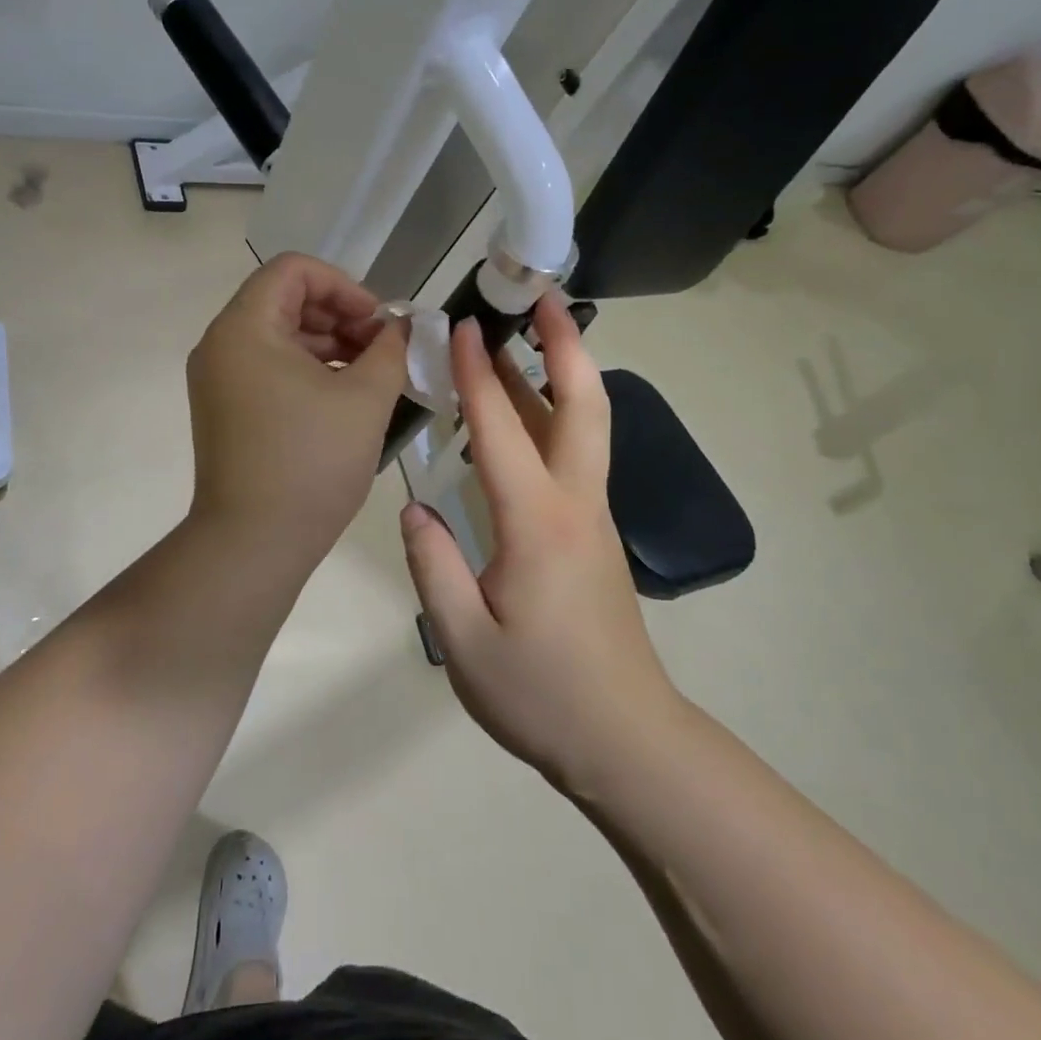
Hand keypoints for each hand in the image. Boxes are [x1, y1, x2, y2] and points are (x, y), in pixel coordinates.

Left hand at [187, 252, 408, 562]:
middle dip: (341, 316)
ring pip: (279, 336)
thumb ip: (391, 349)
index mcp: (245, 328)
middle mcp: (221, 344)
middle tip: (383, 349)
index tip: (379, 323)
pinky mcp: (225, 409)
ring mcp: (218, 380)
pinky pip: (269, 368)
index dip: (344, 285)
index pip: (294, 270)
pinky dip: (307, 371)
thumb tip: (401, 329)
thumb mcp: (365, 399)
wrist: (253, 545)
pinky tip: (344, 398)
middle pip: (285, 300)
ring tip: (372, 375)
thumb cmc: (310, 463)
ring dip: (328, 344)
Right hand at [400, 294, 677, 791]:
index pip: (503, 429)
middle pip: (582, 404)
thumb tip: (414, 508)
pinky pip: (573, 454)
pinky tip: (520, 414)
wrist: (626, 741)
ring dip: (558, 373)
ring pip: (583, 425)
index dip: (478, 374)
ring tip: (520, 338)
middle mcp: (576, 503)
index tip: (460, 325)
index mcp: (539, 522)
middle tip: (543, 298)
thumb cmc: (541, 694)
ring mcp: (593, 516)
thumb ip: (434, 565)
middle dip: (564, 345)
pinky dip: (551, 414)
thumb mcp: (465, 639)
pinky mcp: (593, 533)